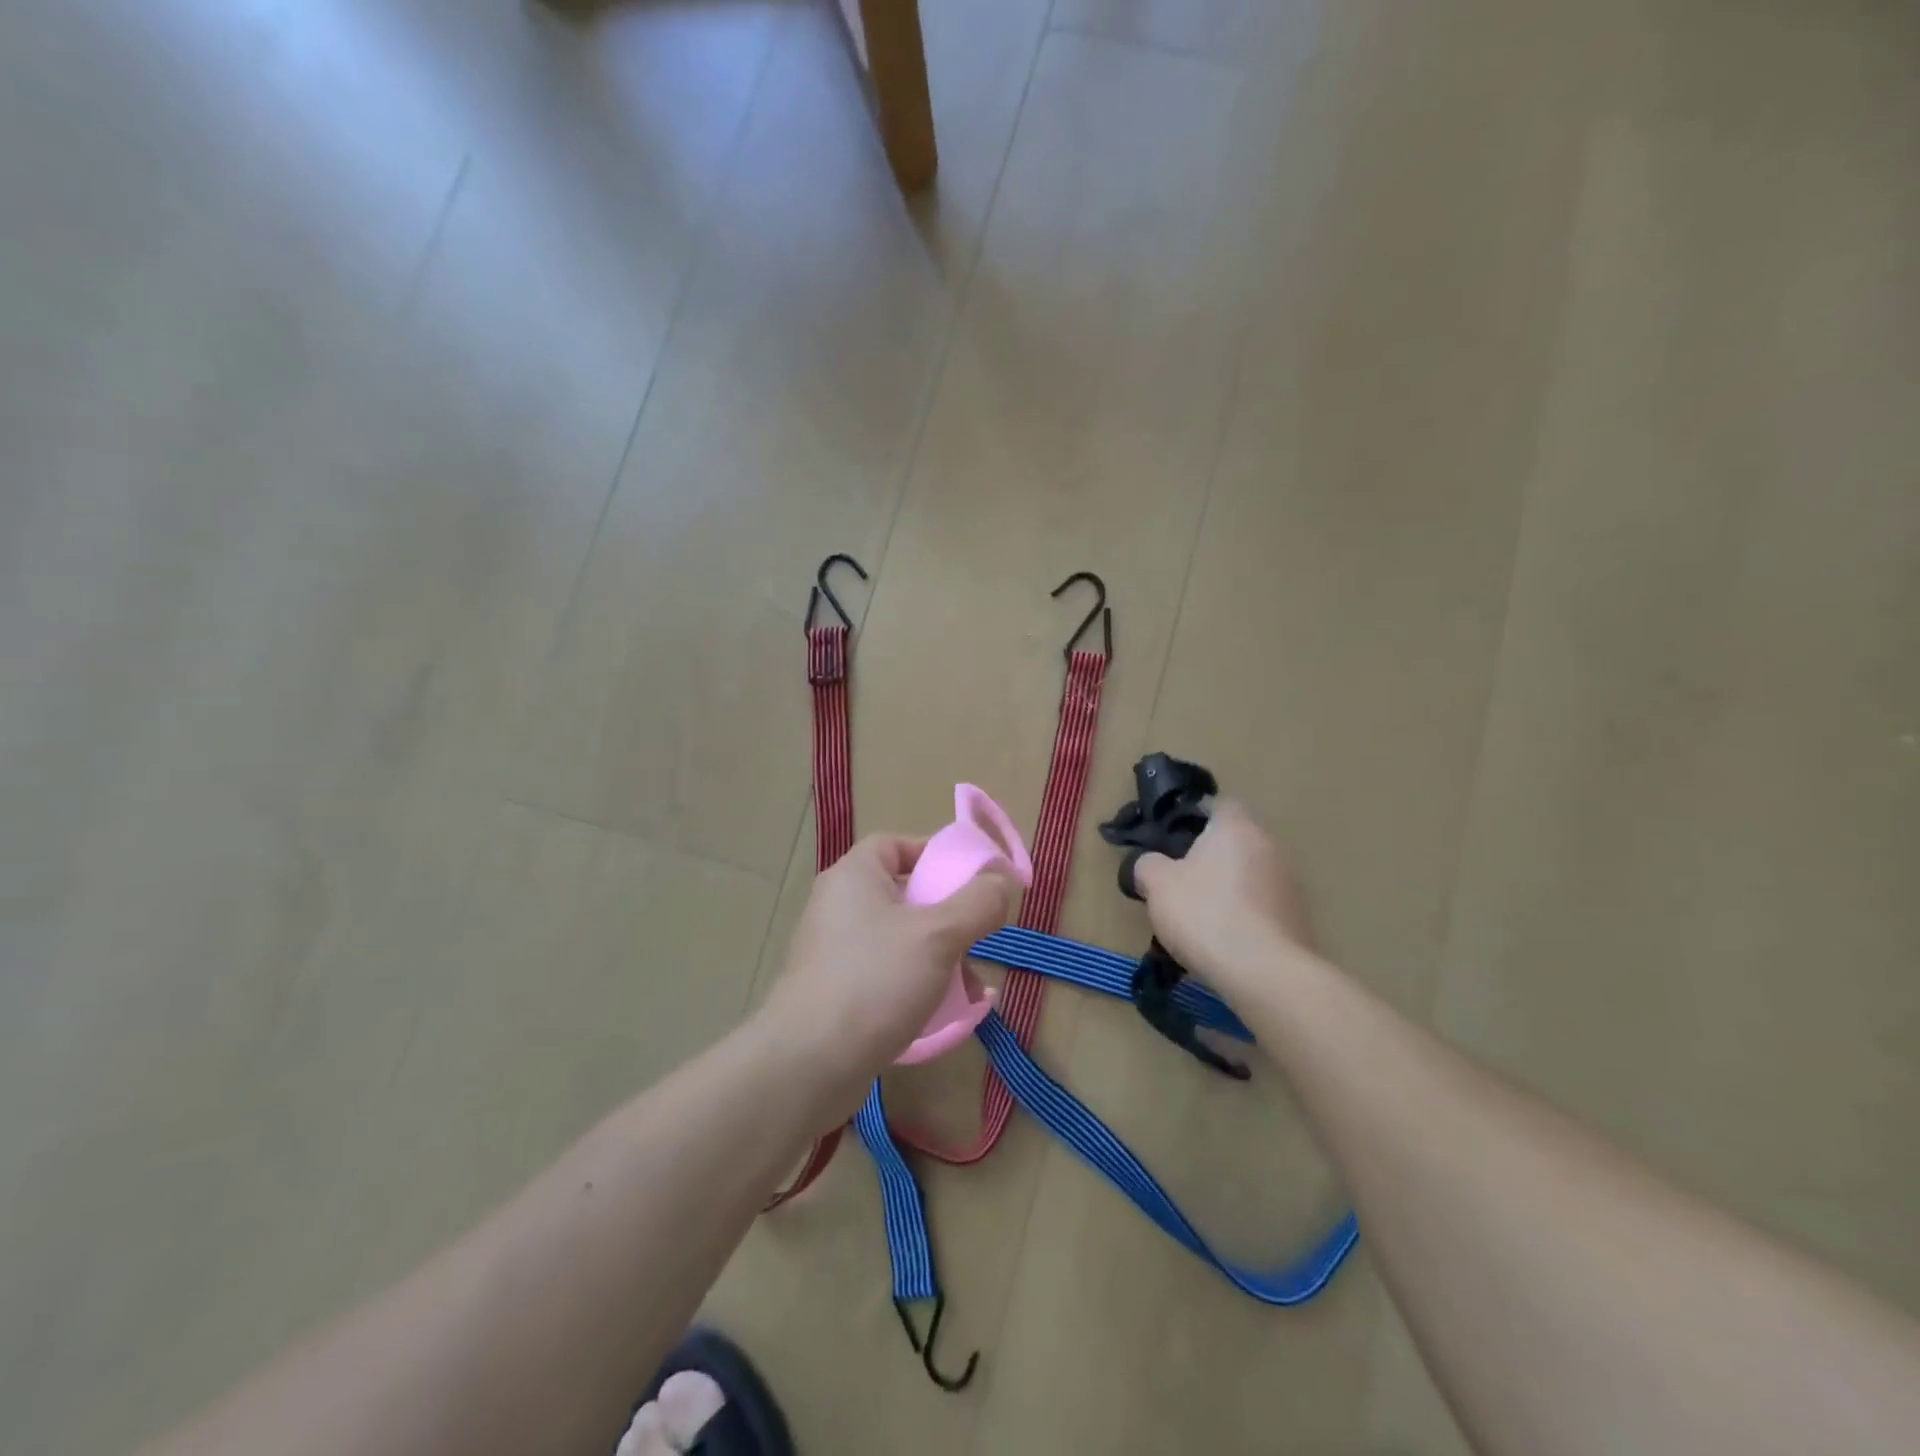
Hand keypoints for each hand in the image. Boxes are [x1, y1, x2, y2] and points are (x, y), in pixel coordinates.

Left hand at [760, 834, 1016, 1114]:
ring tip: (971, 987)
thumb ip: (977, 902)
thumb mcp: (938, 935)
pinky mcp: (833, 989)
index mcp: (854, 876)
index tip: (970, 881)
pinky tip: (945, 1013)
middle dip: (946, 915)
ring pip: (898, 938)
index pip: (895, 845)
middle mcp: (838, 905)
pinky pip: (884, 973)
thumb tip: (1001, 879)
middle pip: (902, 893)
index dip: (934, 855)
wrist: (808, 1063)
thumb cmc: (875, 981)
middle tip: (977, 936)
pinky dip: (914, 983)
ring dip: (938, 956)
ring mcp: (832, 949)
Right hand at [1130, 799, 1314, 993]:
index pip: (1219, 804)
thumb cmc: (1205, 914)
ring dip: (1228, 887)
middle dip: (1209, 856)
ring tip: (1199, 916)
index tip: (1172, 837)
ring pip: (1249, 874)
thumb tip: (1150, 864)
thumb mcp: (1157, 884)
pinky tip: (1223, 939)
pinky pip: (1262, 904)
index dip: (1194, 816)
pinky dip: (1244, 914)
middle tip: (1179, 880)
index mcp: (1236, 828)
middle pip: (1235, 841)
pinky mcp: (1298, 917)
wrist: (1264, 973)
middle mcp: (1269, 846)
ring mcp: (1289, 883)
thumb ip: (1147, 864)